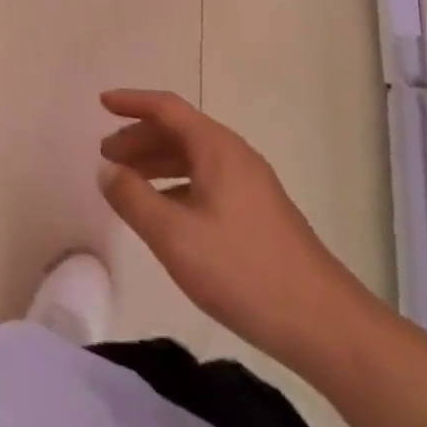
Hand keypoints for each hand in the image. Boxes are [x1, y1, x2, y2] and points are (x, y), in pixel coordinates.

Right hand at [98, 89, 368, 368]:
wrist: (325, 325)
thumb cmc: (244, 271)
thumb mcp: (175, 236)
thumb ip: (133, 198)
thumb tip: (107, 170)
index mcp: (216, 148)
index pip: (166, 108)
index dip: (131, 102)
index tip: (101, 103)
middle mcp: (234, 155)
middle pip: (179, 131)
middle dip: (139, 138)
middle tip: (106, 156)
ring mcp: (250, 184)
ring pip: (192, 158)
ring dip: (156, 162)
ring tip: (127, 183)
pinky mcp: (258, 213)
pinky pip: (205, 180)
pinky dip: (176, 184)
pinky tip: (164, 213)